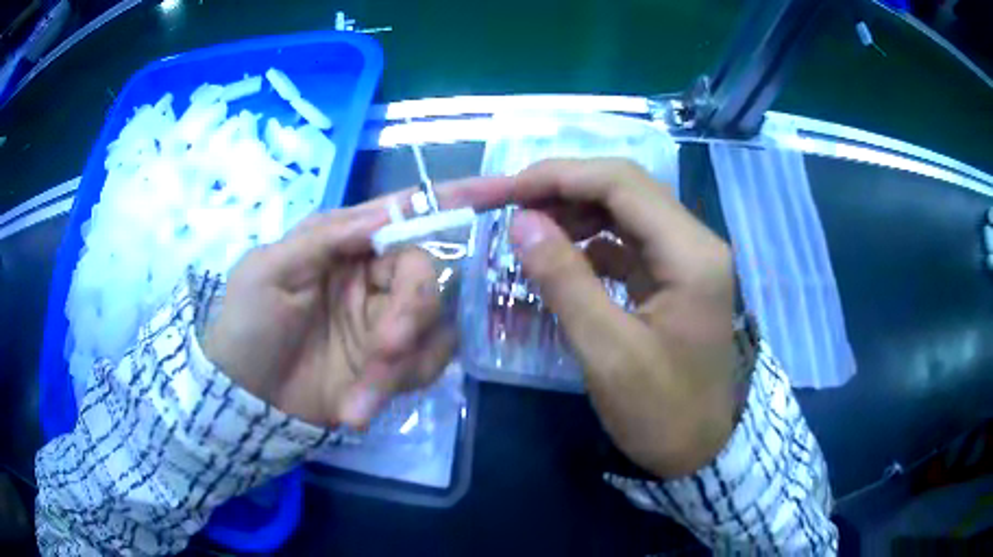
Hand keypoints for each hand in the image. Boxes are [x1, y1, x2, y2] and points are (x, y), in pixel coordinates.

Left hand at [201, 203, 455, 429]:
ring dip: (399, 365)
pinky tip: (357, 407)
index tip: (500, 189)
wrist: (243, 403)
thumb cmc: (246, 326)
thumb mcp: (269, 270)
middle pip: (427, 275)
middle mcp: (374, 278)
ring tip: (355, 400)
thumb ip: (325, 236)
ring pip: (433, 327)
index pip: (405, 212)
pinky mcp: (393, 366)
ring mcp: (386, 324)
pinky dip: (397, 388)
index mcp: (346, 244)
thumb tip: (387, 212)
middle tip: (385, 349)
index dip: (452, 198)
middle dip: (410, 314)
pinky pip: (427, 366)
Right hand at [459, 159, 737, 477]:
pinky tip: (560, 253)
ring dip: (571, 210)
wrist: (702, 450)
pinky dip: (588, 238)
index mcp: (690, 253)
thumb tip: (521, 222)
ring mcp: (686, 257)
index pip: (619, 183)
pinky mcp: (673, 276)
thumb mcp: (608, 354)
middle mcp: (694, 241)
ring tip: (524, 226)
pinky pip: (627, 240)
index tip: (499, 192)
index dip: (554, 177)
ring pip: (623, 210)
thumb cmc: (661, 413)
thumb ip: (565, 281)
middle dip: (557, 187)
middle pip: (622, 187)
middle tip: (500, 201)